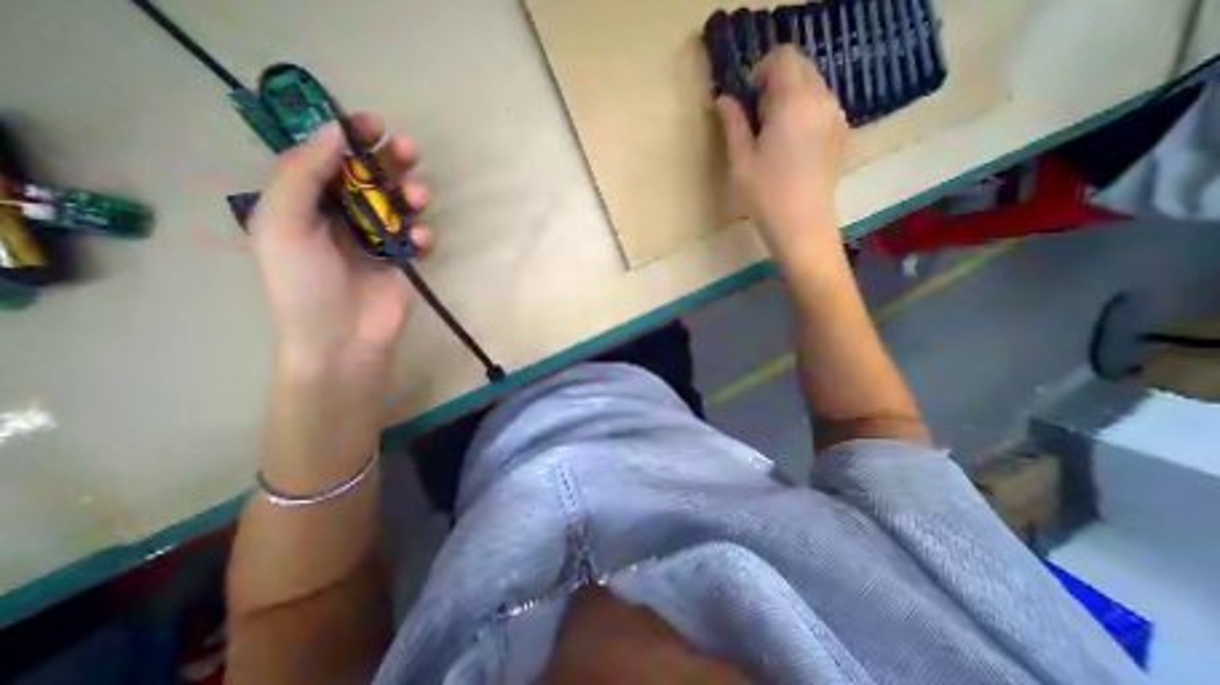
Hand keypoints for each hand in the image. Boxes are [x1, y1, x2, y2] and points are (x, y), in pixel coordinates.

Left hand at [250, 114, 436, 376]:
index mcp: (307, 203)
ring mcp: (377, 239)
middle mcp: (343, 216)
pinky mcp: (404, 260)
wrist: (342, 338)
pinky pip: (419, 238)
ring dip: (412, 195)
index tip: (373, 124)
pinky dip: (423, 235)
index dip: (349, 137)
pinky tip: (419, 242)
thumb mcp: (283, 224)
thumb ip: (302, 175)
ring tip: (418, 198)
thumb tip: (332, 131)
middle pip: (371, 177)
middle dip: (390, 160)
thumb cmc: (304, 284)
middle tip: (408, 150)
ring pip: (401, 205)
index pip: (329, 159)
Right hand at [717, 42, 849, 258]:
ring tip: (774, 136)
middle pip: (800, 67)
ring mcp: (836, 115)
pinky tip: (793, 146)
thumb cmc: (765, 196)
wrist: (802, 226)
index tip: (748, 100)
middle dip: (775, 84)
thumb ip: (733, 124)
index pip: (782, 57)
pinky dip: (805, 112)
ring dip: (791, 98)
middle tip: (757, 120)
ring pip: (813, 86)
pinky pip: (823, 105)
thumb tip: (723, 100)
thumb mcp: (740, 162)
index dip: (761, 71)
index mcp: (792, 103)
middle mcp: (821, 99)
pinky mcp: (842, 132)